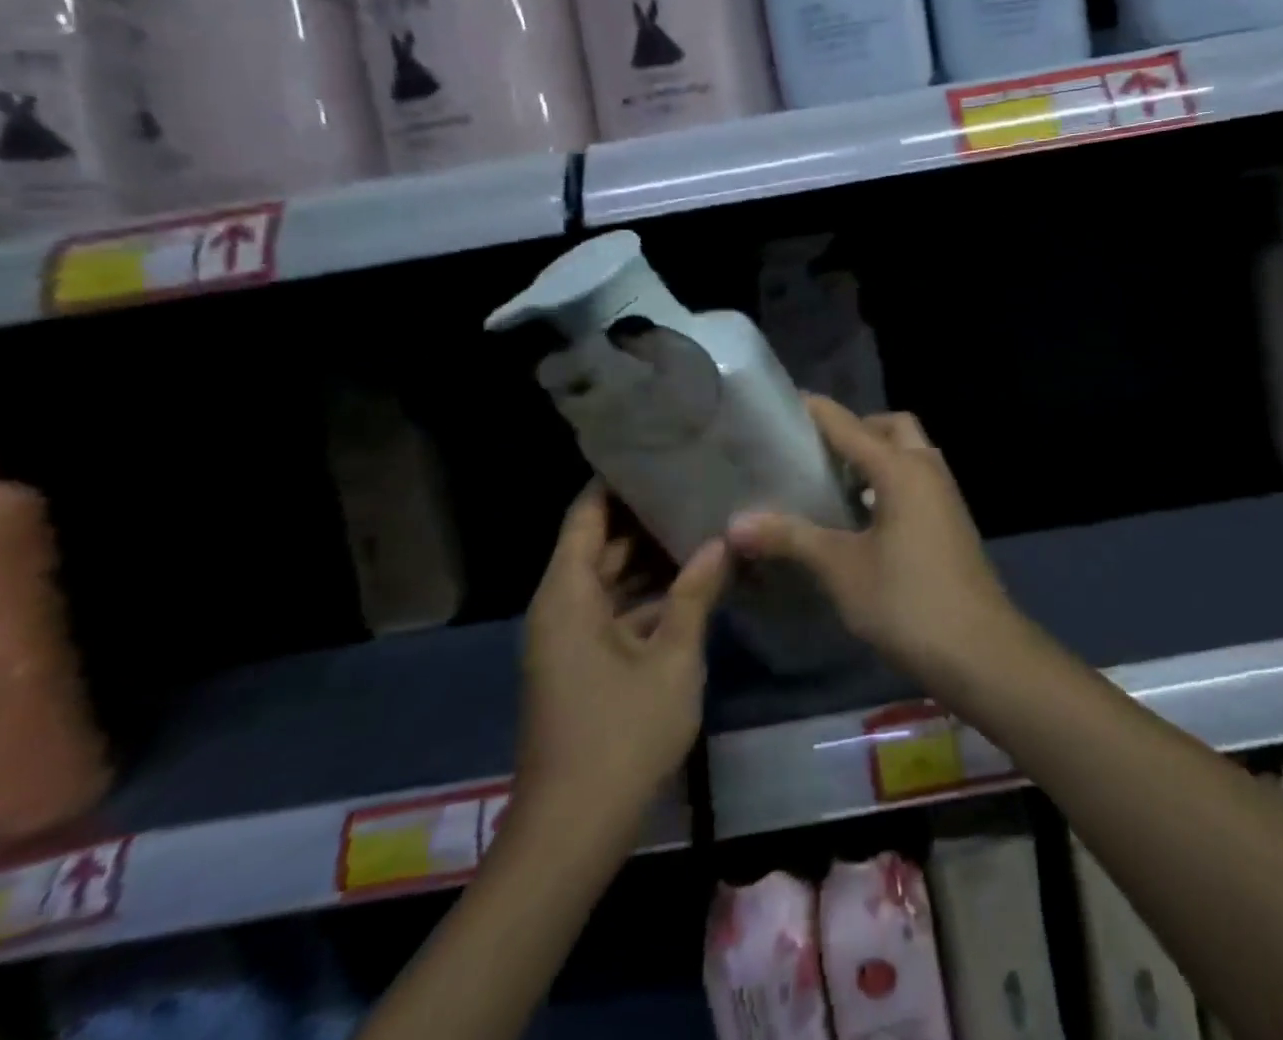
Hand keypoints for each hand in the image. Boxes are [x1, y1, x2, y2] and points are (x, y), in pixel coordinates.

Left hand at [517, 483, 727, 824]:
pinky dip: (649, 595)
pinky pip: (615, 610)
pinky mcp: (584, 665)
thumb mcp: (671, 658)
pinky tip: (694, 582)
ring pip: (610, 579)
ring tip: (702, 522)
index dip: (616, 481)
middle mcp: (561, 608)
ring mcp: (571, 639)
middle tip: (695, 483)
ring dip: (651, 558)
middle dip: (644, 516)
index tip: (657, 451)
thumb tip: (720, 541)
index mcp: (568, 595)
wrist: (572, 831)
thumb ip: (695, 593)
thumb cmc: (620, 734)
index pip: (586, 515)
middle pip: (599, 543)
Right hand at [726, 398, 1020, 691]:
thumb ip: (791, 538)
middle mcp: (927, 469)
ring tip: (830, 483)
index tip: (782, 404)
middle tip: (815, 451)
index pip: (850, 426)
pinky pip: (916, 481)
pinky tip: (861, 517)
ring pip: (908, 454)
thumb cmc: (907, 601)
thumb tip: (736, 523)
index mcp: (901, 469)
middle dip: (856, 429)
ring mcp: (945, 496)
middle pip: (891, 427)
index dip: (816, 412)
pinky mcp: (950, 521)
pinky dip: (889, 482)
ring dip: (876, 457)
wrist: (980, 651)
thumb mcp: (842, 569)